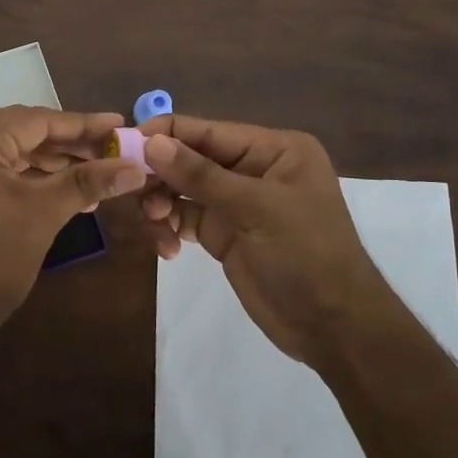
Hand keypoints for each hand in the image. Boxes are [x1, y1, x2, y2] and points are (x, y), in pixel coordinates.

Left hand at [0, 106, 145, 362]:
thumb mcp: (42, 215)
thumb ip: (88, 182)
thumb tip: (137, 167)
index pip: (35, 120)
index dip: (82, 125)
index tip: (119, 125)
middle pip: (19, 133)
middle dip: (67, 146)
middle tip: (110, 154)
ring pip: (5, 154)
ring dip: (47, 165)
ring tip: (92, 177)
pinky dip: (23, 180)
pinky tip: (57, 192)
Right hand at [139, 115, 397, 365]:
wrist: (332, 327)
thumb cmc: (306, 254)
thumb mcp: (256, 209)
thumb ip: (201, 175)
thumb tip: (152, 143)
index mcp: (273, 149)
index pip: (210, 131)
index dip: (167, 133)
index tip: (124, 141)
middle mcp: (253, 168)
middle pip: (191, 157)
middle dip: (160, 172)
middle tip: (129, 189)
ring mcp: (236, 201)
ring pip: (182, 188)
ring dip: (160, 202)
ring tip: (154, 223)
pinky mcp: (223, 232)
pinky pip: (184, 217)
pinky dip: (168, 226)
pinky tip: (165, 246)